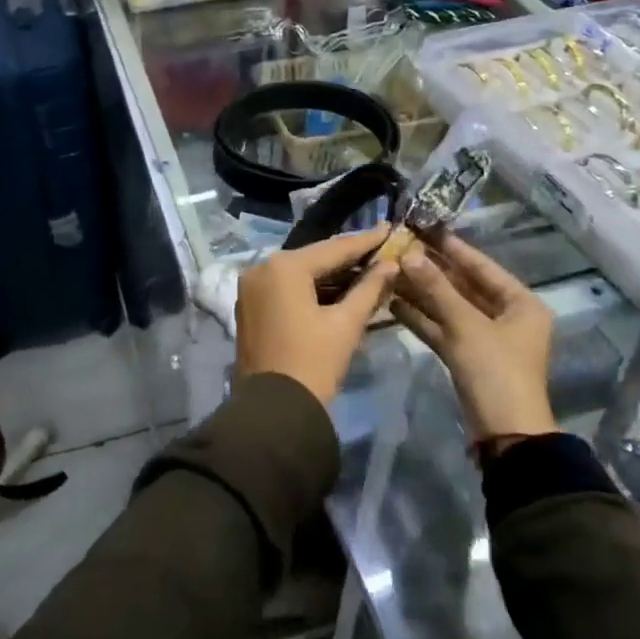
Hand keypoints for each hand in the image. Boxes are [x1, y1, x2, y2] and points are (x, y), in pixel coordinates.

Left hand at [234, 227, 400, 404]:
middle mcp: (261, 268)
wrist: (274, 411)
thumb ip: (369, 288)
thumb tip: (390, 264)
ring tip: (367, 269)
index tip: (389, 227)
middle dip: (348, 257)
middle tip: (381, 250)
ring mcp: (251, 288)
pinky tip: (338, 289)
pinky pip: (285, 288)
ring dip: (330, 275)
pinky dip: (310, 288)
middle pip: (314, 258)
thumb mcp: (346, 324)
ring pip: (299, 274)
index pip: (334, 248)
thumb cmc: (313, 363)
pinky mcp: (248, 306)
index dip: (365, 241)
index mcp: (284, 267)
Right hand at [391, 236, 556, 441]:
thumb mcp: (466, 324)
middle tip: (401, 249)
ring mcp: (486, 339)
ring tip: (390, 272)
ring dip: (422, 293)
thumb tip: (409, 253)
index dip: (454, 249)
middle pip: (465, 287)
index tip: (426, 229)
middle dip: (432, 271)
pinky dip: (421, 318)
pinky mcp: (467, 358)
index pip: (483, 267)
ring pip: (450, 308)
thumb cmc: (495, 370)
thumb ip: (436, 288)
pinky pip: (443, 329)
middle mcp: (506, 317)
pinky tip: (393, 303)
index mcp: (521, 304)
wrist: (505, 434)